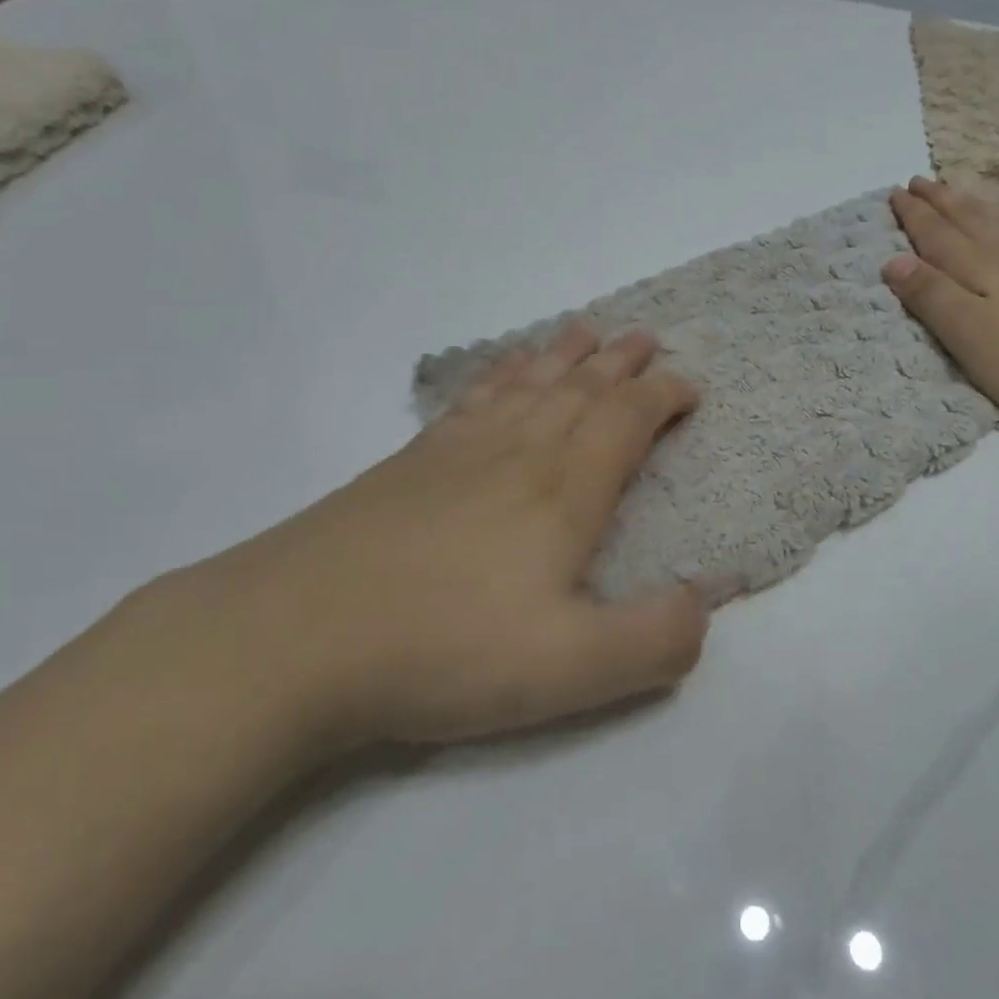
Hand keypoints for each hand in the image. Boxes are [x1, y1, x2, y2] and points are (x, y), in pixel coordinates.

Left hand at [153, 323, 708, 755]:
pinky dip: (500, 373)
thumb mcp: (571, 668)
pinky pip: (473, 397)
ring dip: (565, 354)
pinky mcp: (410, 463)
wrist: (294, 638)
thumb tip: (705, 602)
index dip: (663, 396)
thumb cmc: (445, 648)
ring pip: (528, 383)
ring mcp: (458, 451)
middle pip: (579, 388)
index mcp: (564, 490)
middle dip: (621, 362)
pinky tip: (501, 370)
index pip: (626, 420)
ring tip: (586, 330)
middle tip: (646, 338)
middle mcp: (518, 452)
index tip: (690, 387)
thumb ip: (655, 639)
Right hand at [883, 177, 998, 430]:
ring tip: (958, 191)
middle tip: (920, 180)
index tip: (896, 193)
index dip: (915, 215)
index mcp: (979, 268)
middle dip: (941, 201)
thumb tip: (894, 260)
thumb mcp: (968, 335)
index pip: (937, 235)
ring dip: (975, 205)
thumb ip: (931, 295)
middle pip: (969, 220)